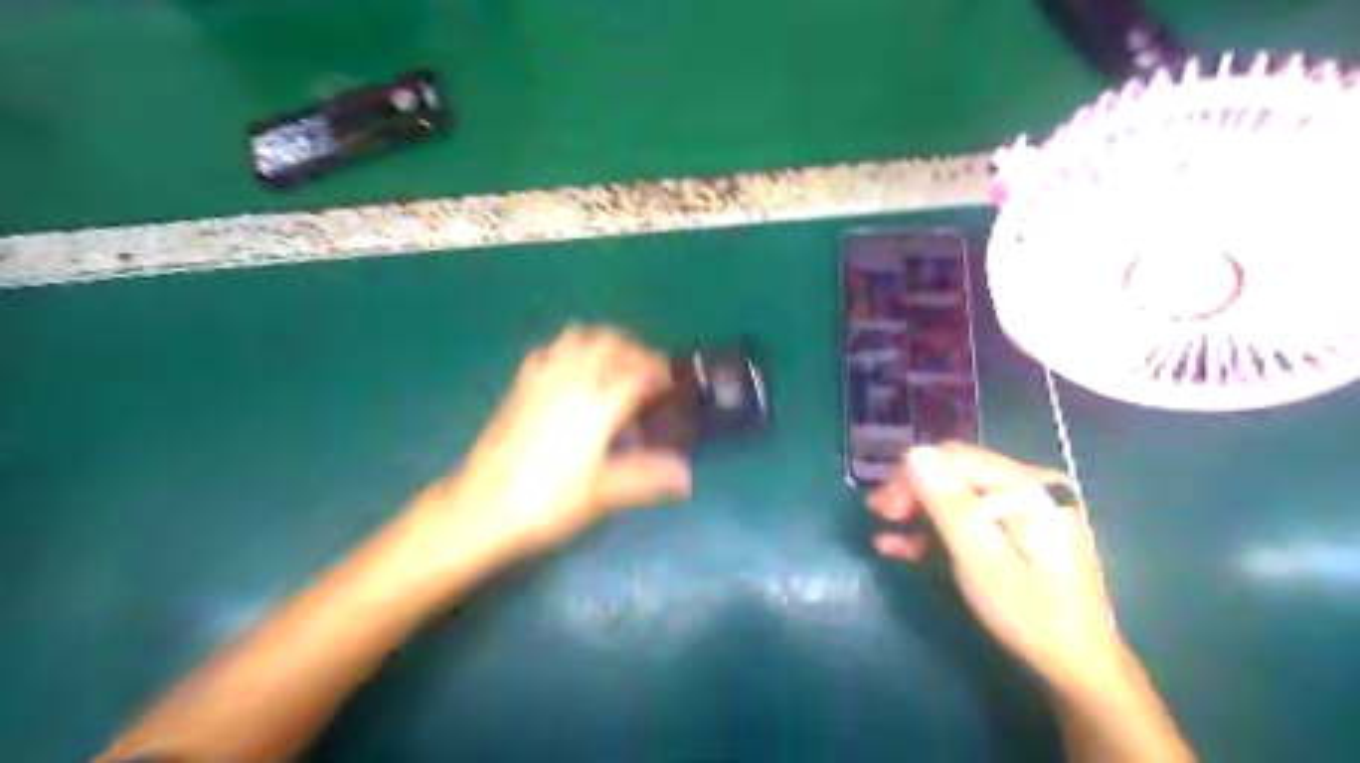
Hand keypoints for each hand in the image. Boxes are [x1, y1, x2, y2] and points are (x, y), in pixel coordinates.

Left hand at [412, 325, 692, 567]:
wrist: (482, 507)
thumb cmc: (548, 501)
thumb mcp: (603, 493)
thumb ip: (646, 478)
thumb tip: (686, 477)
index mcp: (597, 406)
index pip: (635, 372)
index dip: (657, 371)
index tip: (669, 383)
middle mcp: (571, 382)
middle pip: (608, 343)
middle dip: (633, 350)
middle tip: (645, 371)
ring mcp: (541, 380)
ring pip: (577, 338)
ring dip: (602, 343)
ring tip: (613, 365)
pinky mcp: (520, 387)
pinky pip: (548, 352)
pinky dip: (568, 351)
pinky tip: (571, 372)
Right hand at [872, 444, 1139, 688]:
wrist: (1078, 664)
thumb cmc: (1029, 613)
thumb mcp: (981, 559)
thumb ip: (949, 504)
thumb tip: (915, 453)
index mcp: (1027, 487)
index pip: (954, 458)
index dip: (911, 475)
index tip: (882, 506)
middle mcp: (1029, 485)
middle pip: (955, 471)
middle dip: (913, 491)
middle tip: (880, 516)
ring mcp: (1026, 505)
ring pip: (957, 492)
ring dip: (920, 509)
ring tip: (887, 532)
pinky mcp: (1019, 526)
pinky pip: (970, 514)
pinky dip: (939, 526)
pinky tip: (908, 545)